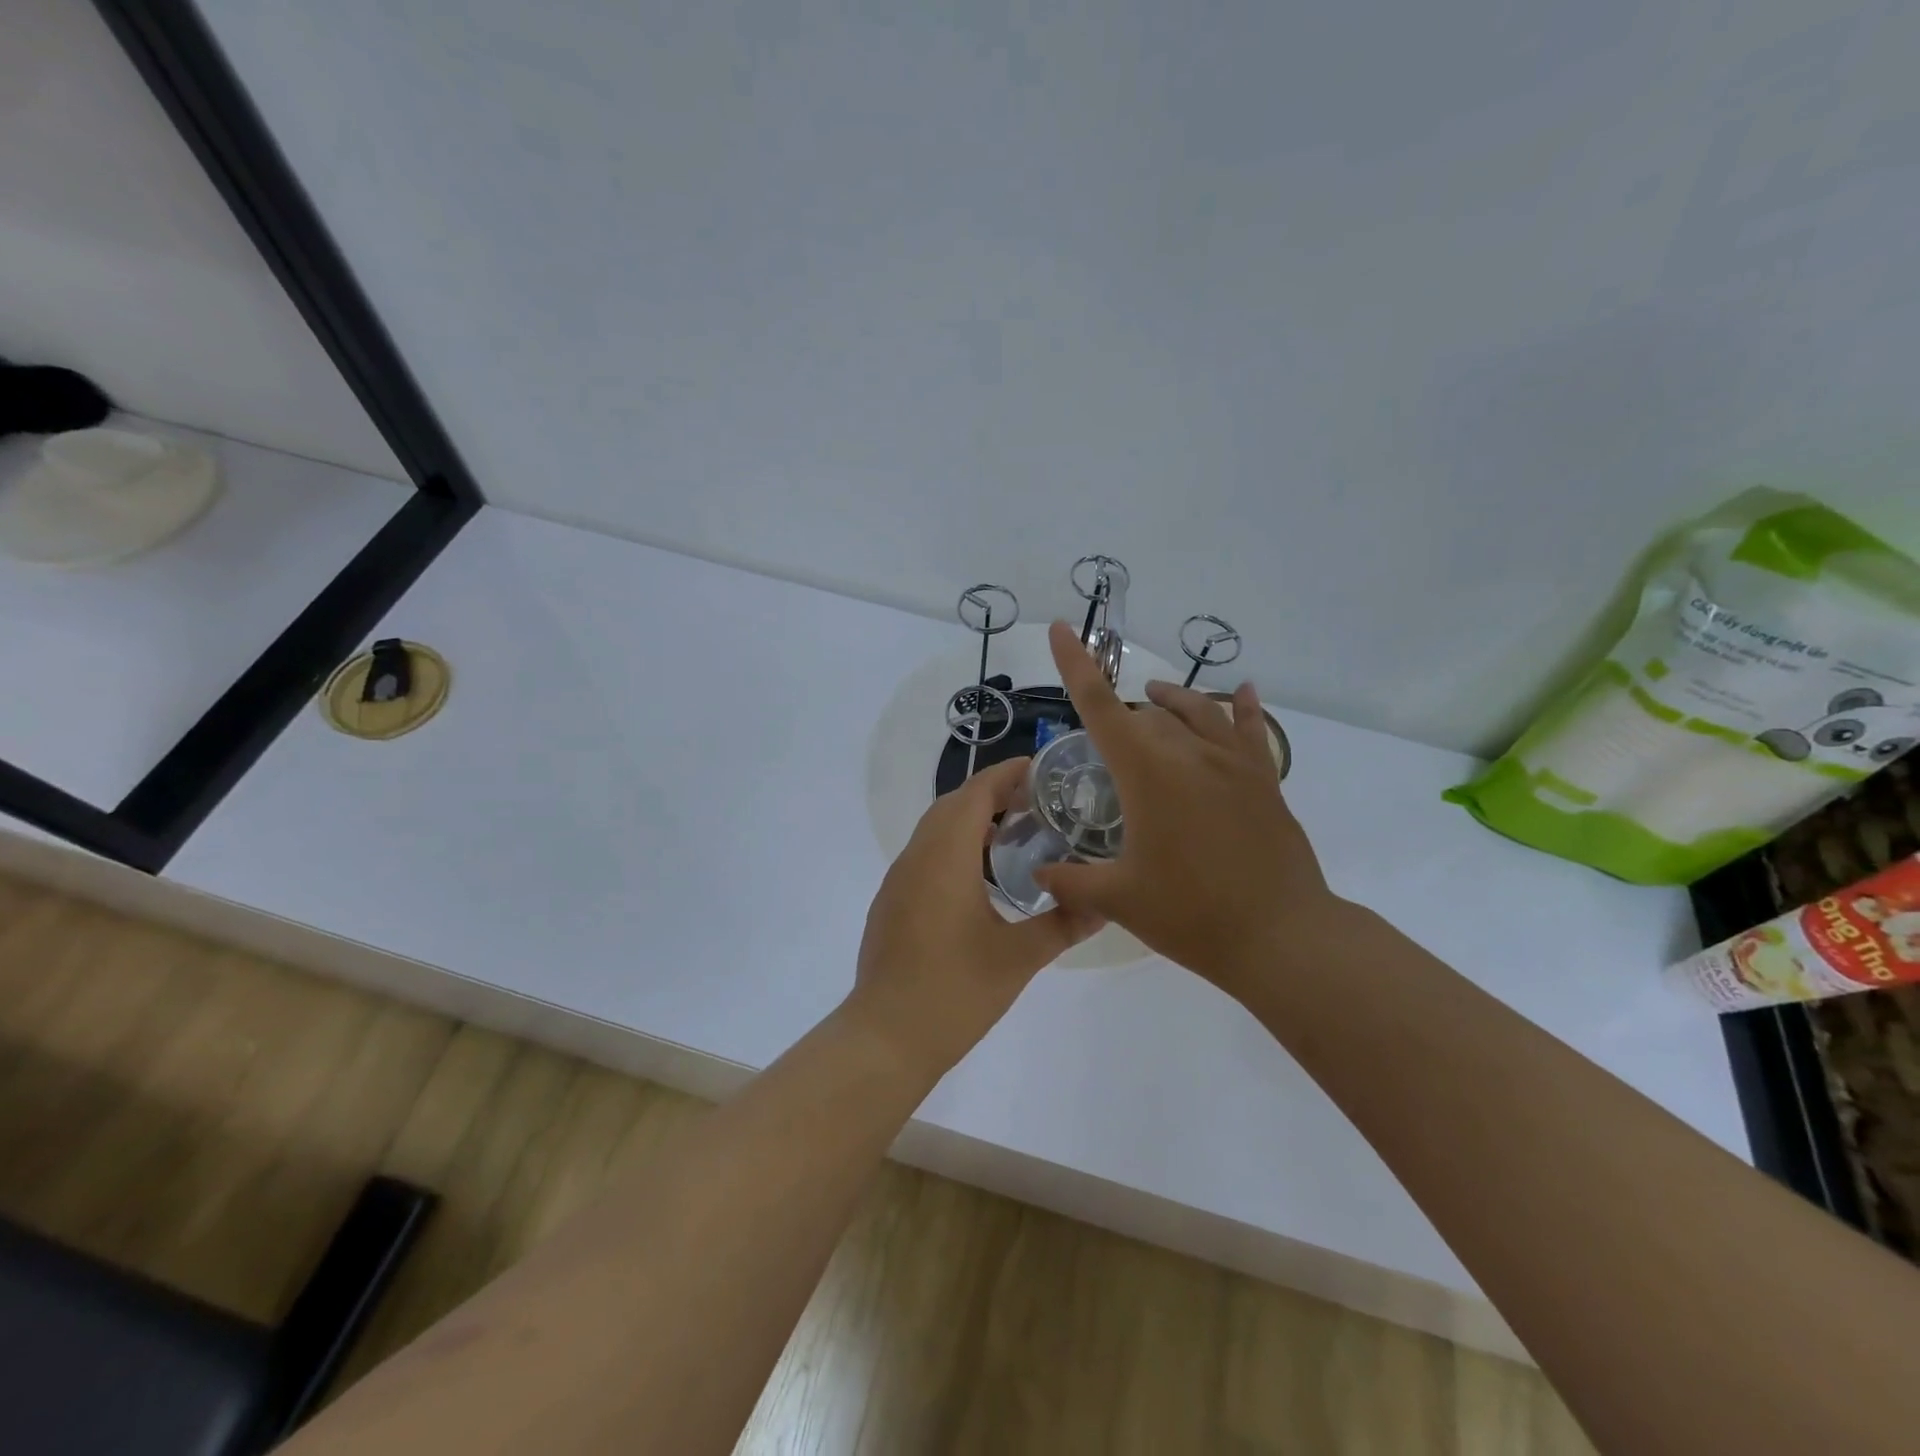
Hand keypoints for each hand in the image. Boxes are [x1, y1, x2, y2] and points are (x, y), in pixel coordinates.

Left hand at [848, 756, 1102, 1073]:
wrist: (886, 1036)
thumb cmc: (955, 991)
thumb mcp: (1019, 958)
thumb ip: (1063, 925)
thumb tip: (1105, 905)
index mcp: (946, 856)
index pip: (975, 793)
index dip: (1006, 774)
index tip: (1039, 768)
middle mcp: (917, 857)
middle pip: (952, 805)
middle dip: (991, 793)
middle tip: (1035, 801)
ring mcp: (898, 879)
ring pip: (934, 829)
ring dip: (970, 820)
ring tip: (1014, 833)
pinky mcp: (891, 902)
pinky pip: (924, 854)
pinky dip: (952, 846)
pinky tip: (978, 876)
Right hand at [1033, 621, 1343, 999]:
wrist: (1281, 937)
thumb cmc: (1191, 915)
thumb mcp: (1119, 900)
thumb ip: (1071, 882)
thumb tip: (1039, 873)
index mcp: (1147, 774)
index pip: (1100, 708)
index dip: (1076, 665)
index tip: (1063, 630)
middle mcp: (1189, 755)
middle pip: (1146, 714)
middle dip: (1122, 719)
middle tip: (1108, 750)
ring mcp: (1233, 764)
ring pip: (1197, 711)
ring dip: (1170, 700)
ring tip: (1154, 695)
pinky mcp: (1264, 781)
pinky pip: (1251, 730)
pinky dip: (1242, 707)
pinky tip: (1244, 691)